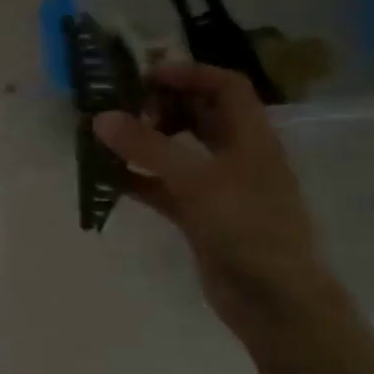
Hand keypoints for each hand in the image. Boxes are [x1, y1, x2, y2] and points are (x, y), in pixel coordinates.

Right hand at [92, 64, 330, 332]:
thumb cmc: (246, 228)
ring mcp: (218, 188)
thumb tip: (100, 118)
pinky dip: (139, 179)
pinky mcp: (200, 217)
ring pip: (178, 152)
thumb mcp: (195, 181)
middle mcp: (236, 156)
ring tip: (107, 140)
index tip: (144, 76)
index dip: (188, 73)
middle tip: (122, 111)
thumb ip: (147, 148)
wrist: (273, 300)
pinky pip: (164, 187)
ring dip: (145, 143)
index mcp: (251, 137)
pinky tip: (108, 179)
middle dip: (160, 107)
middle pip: (199, 115)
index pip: (225, 86)